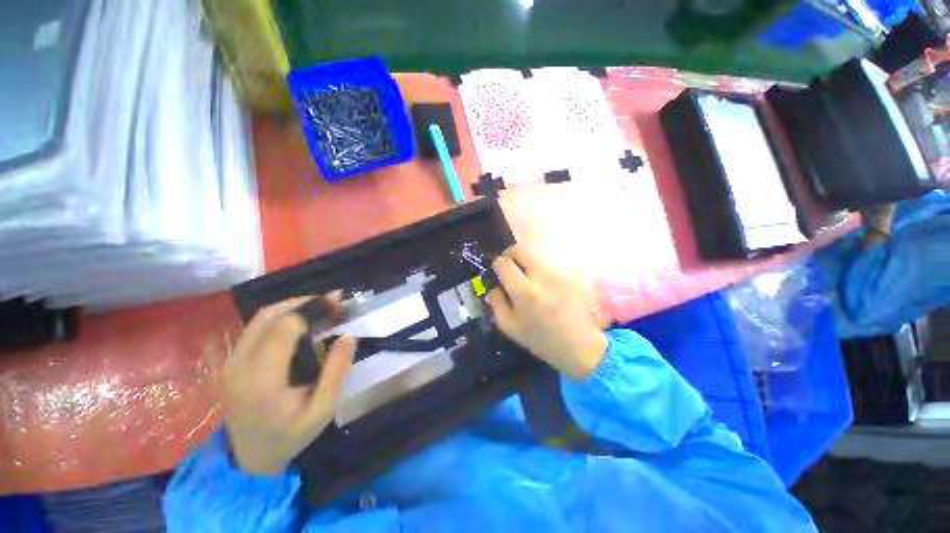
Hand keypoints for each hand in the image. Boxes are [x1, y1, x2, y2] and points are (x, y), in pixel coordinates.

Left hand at [223, 295, 355, 475]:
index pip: (284, 328)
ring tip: (321, 306)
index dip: (313, 309)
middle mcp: (239, 364)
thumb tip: (349, 335)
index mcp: (261, 379)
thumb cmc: (289, 436)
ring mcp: (231, 362)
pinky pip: (256, 327)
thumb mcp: (322, 409)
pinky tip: (302, 320)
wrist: (249, 459)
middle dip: (304, 302)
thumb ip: (336, 371)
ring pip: (261, 318)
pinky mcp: (232, 361)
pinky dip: (282, 316)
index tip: (339, 304)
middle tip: (333, 300)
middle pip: (269, 315)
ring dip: (293, 306)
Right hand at [486, 245, 607, 380]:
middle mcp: (542, 276)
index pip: (503, 263)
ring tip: (530, 279)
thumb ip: (496, 303)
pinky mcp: (571, 273)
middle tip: (511, 267)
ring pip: (535, 255)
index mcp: (524, 292)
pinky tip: (546, 285)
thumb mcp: (509, 327)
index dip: (497, 265)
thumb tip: (493, 286)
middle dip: (511, 255)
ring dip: (527, 263)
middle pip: (520, 249)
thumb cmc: (541, 339)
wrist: (580, 345)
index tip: (498, 273)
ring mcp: (560, 273)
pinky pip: (550, 263)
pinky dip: (542, 270)